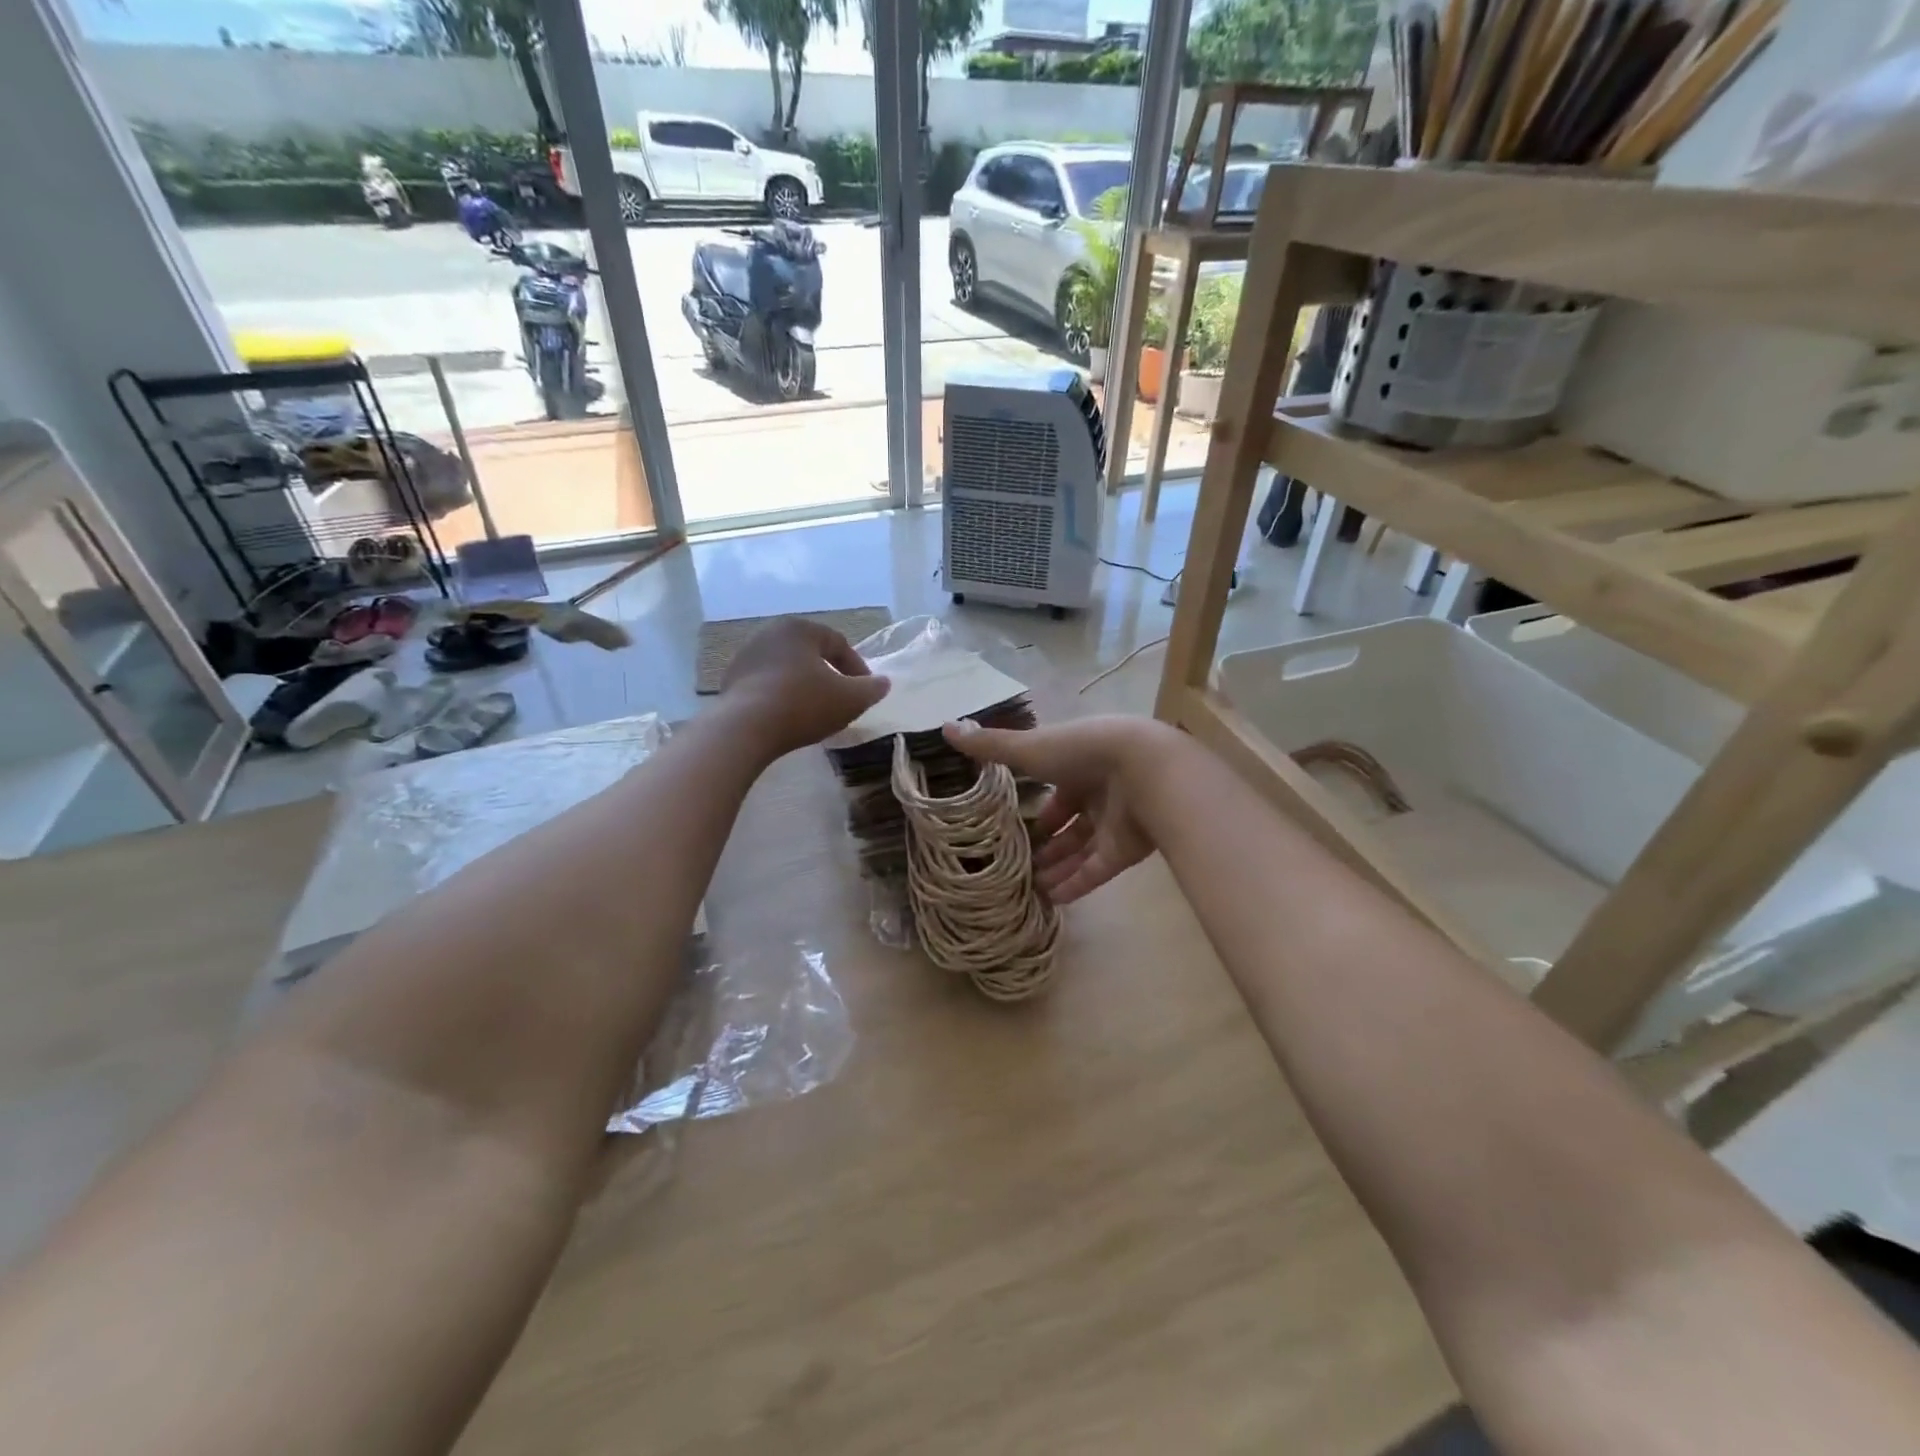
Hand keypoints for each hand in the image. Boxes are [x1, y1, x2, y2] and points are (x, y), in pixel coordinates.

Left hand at [719, 619, 889, 756]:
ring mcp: (746, 656)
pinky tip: (788, 717)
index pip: (838, 643)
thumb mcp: (850, 699)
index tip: (866, 691)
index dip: (857, 667)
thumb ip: (872, 689)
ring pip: (787, 668)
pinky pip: (766, 684)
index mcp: (800, 628)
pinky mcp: (730, 680)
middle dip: (829, 674)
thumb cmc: (803, 705)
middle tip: (842, 698)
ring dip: (804, 685)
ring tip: (815, 710)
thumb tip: (883, 683)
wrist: (744, 728)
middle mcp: (770, 633)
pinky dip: (781, 696)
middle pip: (810, 653)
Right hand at [942, 715, 1172, 904]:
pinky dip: (1075, 885)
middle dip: (1045, 844)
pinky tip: (1050, 901)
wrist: (1144, 770)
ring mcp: (1114, 823)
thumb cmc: (1082, 752)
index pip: (1055, 791)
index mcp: (1078, 764)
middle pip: (1069, 824)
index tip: (1011, 828)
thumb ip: (990, 745)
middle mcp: (1098, 793)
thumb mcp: (1030, 748)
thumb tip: (945, 726)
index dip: (1036, 810)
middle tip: (1016, 865)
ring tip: (1027, 888)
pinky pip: (1096, 872)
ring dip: (1056, 868)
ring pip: (1081, 851)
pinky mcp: (1127, 851)